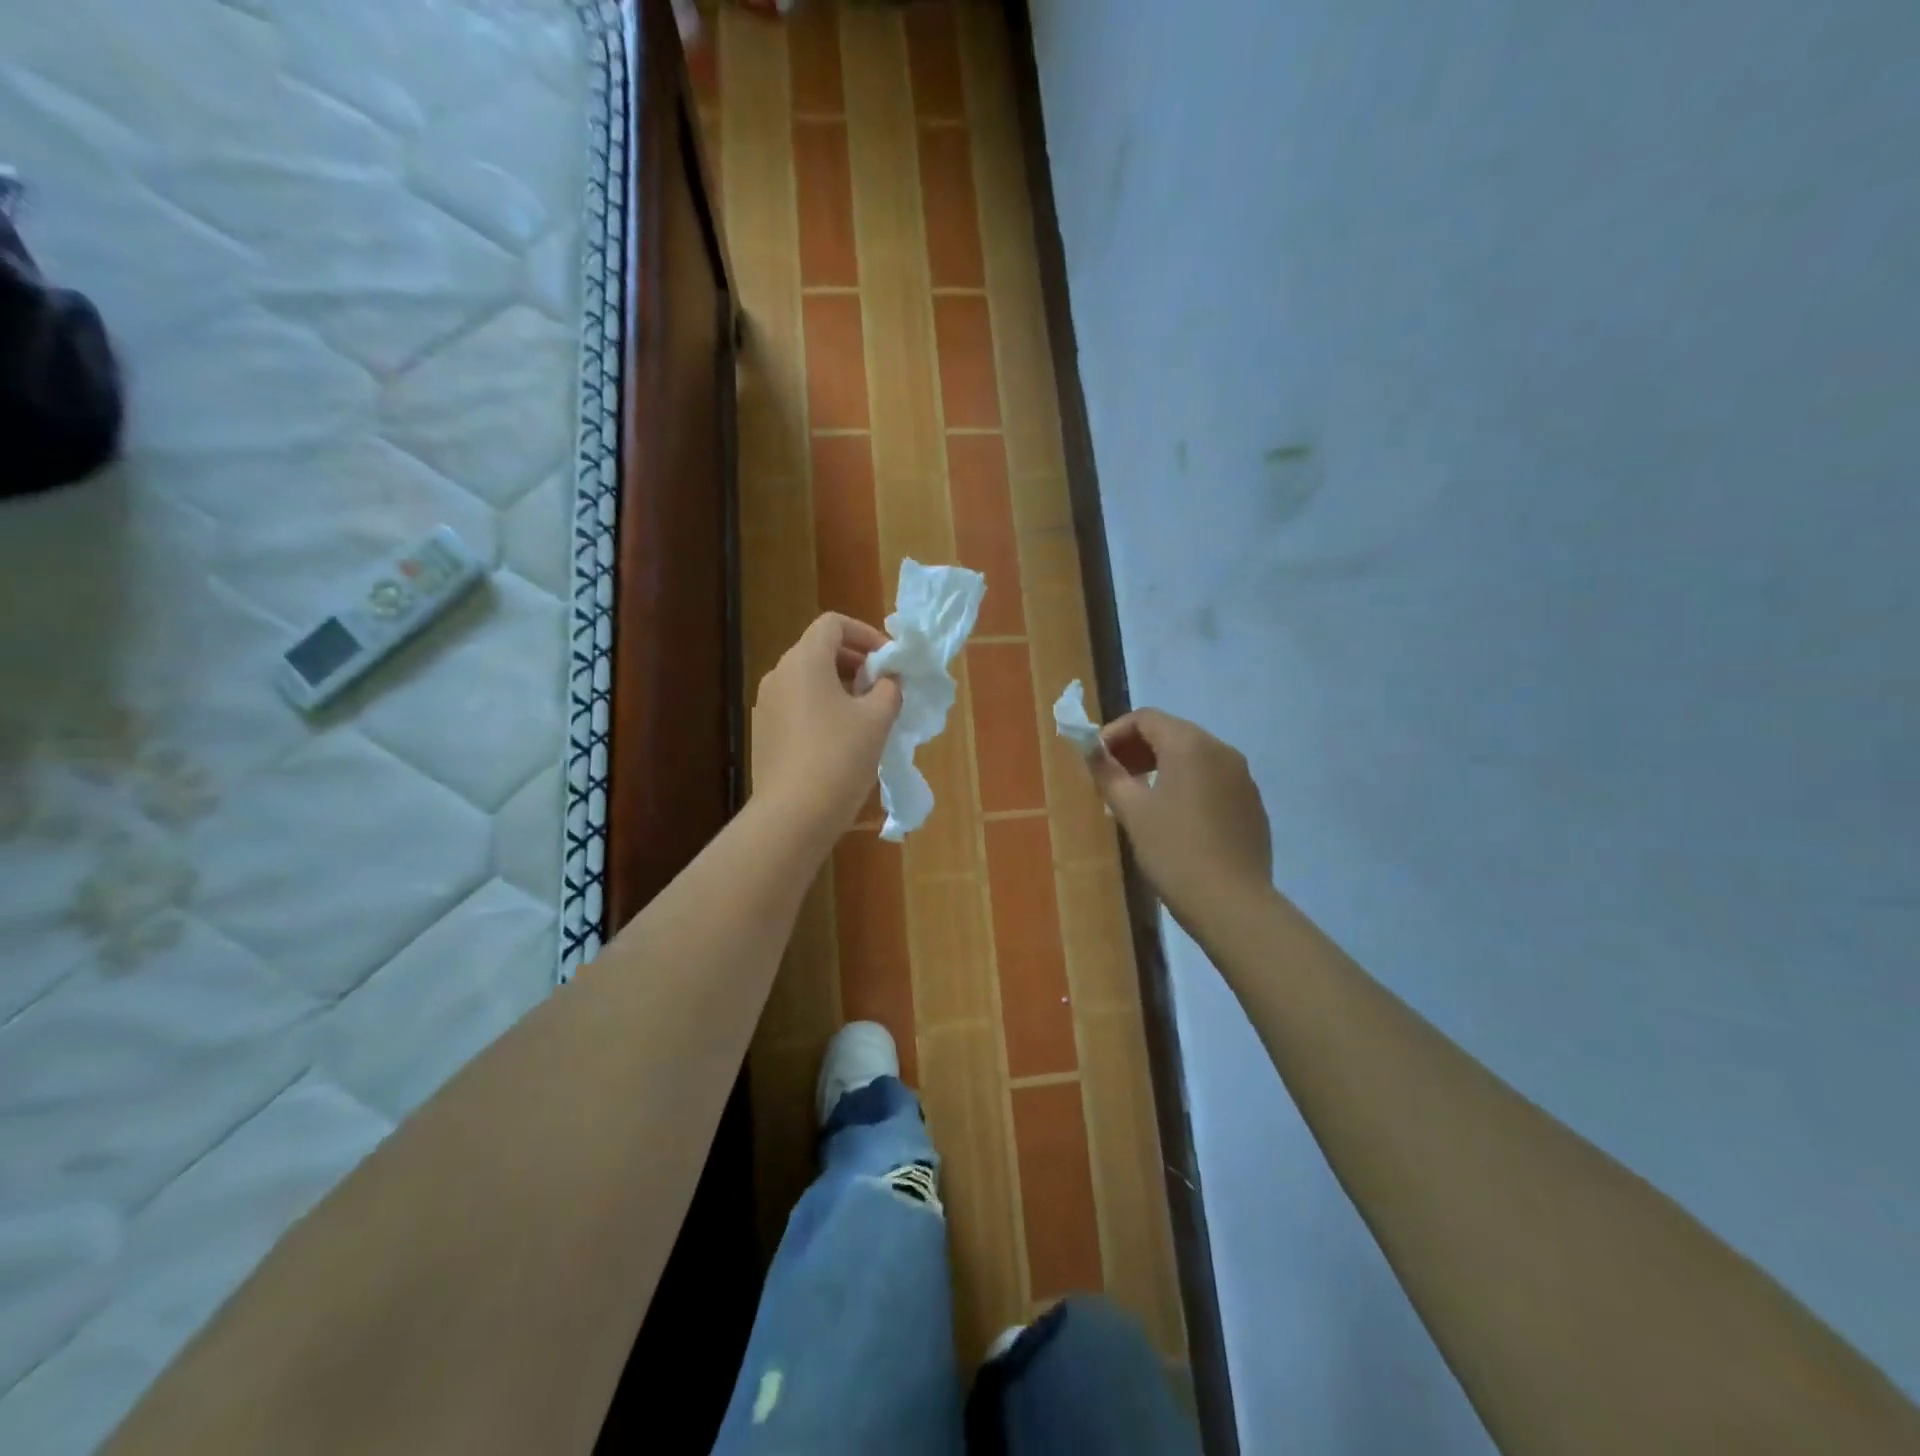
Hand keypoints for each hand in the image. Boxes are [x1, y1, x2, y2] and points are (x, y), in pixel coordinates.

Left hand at [752, 613, 902, 842]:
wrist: (793, 815)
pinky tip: (843, 739)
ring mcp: (766, 705)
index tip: (889, 661)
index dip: (866, 634)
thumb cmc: (839, 758)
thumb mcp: (878, 719)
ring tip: (868, 715)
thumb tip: (888, 678)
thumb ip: (889, 688)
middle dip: (856, 662)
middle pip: (819, 650)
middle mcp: (779, 674)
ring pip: (808, 679)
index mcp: (804, 661)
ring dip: (841, 686)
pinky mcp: (764, 732)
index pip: (833, 624)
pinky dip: (823, 707)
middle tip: (884, 688)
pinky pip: (798, 705)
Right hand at [1090, 709, 1272, 921]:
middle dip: (1137, 748)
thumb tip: (1092, 750)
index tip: (1096, 759)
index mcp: (1190, 745)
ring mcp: (1242, 777)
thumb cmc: (1174, 851)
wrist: (1232, 903)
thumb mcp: (1132, 811)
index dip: (1115, 732)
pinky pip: (1212, 778)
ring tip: (1138, 797)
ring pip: (1194, 756)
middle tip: (1113, 777)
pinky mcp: (1251, 803)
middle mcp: (1221, 750)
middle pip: (1172, 732)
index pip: (1146, 718)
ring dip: (1161, 765)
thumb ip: (1108, 774)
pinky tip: (1173, 817)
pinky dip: (1186, 783)